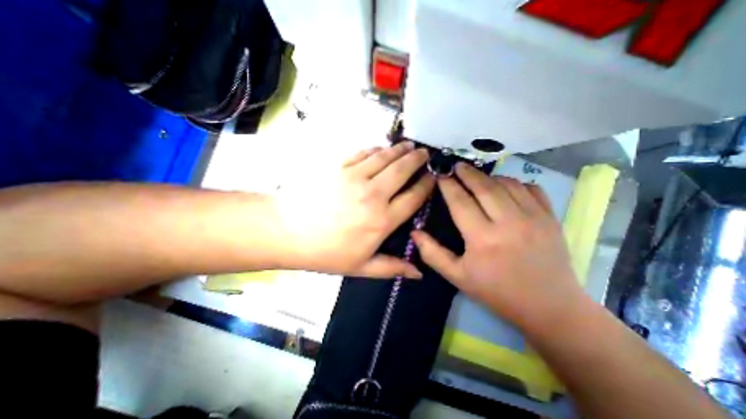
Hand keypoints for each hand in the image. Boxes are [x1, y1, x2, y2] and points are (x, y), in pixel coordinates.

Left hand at [275, 143, 437, 279]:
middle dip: (418, 160)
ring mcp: (355, 177)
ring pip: (385, 157)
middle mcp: (373, 194)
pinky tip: (381, 149)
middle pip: (403, 170)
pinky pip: (363, 153)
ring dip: (400, 150)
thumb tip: (418, 273)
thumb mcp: (361, 267)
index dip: (427, 185)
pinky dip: (376, 149)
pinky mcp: (339, 166)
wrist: (288, 231)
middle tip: (425, 153)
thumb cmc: (326, 253)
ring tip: (409, 146)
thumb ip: (392, 267)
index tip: (433, 177)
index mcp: (382, 220)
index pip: (414, 197)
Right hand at [411, 164, 585, 330]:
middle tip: (456, 166)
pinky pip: (531, 188)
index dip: (448, 185)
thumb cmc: (496, 292)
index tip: (439, 175)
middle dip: (467, 173)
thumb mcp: (457, 277)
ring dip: (489, 176)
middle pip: (483, 186)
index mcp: (483, 238)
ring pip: (507, 184)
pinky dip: (515, 182)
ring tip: (477, 177)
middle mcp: (509, 222)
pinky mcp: (551, 218)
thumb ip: (432, 254)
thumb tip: (414, 233)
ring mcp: (534, 217)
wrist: (549, 307)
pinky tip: (505, 187)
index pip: (460, 201)